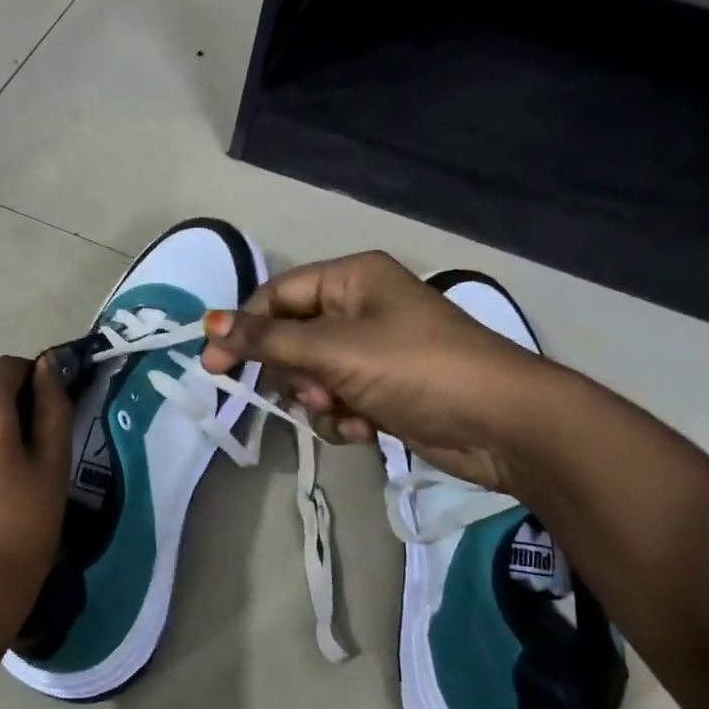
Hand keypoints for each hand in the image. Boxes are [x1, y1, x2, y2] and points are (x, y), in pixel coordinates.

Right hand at [199, 252, 547, 490]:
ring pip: (310, 375)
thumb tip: (207, 323)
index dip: (243, 329)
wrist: (501, 424)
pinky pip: (336, 400)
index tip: (214, 366)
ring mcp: (372, 351)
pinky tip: (364, 429)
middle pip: (291, 338)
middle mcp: (359, 308)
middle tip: (306, 393)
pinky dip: (341, 417)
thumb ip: (266, 339)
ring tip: (343, 410)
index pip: (276, 296)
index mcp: (351, 279)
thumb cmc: (414, 368)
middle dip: (294, 372)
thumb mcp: (333, 349)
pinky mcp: (383, 389)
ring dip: (317, 399)